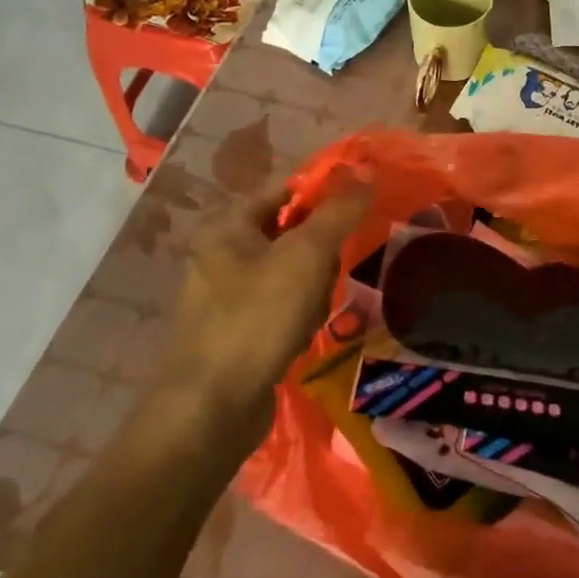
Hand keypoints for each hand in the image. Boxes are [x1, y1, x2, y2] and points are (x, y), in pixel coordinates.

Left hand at [163, 175, 370, 435]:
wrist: (212, 408)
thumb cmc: (257, 317)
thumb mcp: (307, 254)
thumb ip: (338, 210)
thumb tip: (366, 169)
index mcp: (226, 226)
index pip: (284, 190)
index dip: (323, 195)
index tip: (356, 212)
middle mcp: (219, 255)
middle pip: (291, 233)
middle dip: (319, 255)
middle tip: (326, 275)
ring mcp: (225, 297)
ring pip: (291, 273)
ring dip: (312, 290)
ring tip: (311, 314)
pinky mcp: (235, 332)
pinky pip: (280, 307)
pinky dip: (296, 318)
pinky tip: (298, 338)